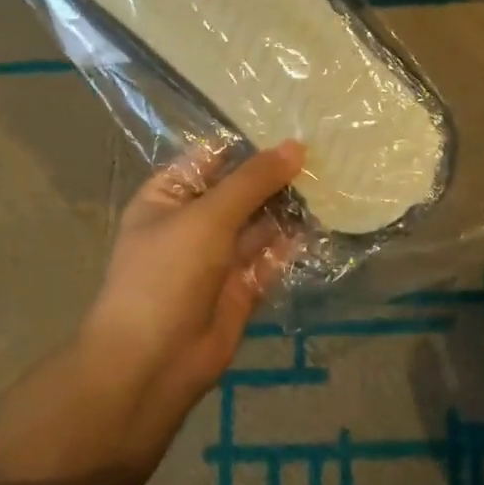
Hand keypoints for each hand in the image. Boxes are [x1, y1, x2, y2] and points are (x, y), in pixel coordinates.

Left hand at [78, 140, 304, 418]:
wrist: (152, 363)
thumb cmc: (166, 275)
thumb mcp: (207, 217)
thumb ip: (252, 182)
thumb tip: (295, 147)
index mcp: (168, 197)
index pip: (211, 158)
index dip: (248, 141)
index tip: (293, 121)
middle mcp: (193, 223)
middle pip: (240, 190)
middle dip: (276, 174)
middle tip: (325, 150)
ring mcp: (218, 258)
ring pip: (259, 225)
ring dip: (289, 208)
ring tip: (331, 180)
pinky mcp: (241, 289)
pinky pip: (270, 259)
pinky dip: (292, 245)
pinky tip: (322, 223)